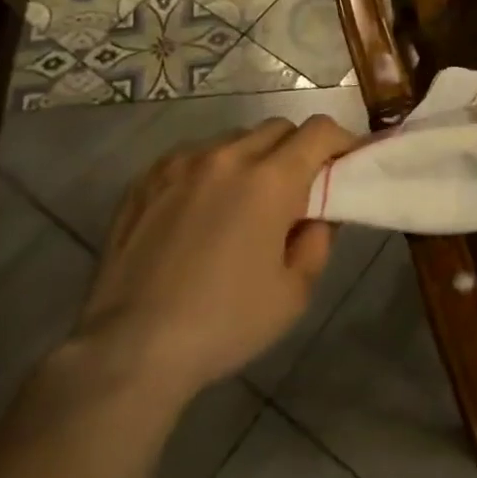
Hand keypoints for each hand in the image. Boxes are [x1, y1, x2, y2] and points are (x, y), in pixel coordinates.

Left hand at [69, 116, 358, 396]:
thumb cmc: (225, 323)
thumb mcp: (294, 292)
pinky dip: (213, 170)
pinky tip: (203, 210)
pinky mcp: (146, 179)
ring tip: (246, 202)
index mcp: (270, 180)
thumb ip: (318, 240)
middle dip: (299, 150)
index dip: (341, 141)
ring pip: (234, 140)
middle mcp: (227, 156)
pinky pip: (194, 156)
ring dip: (254, 158)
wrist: (130, 349)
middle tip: (299, 190)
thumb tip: (318, 213)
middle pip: (279, 128)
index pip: (319, 131)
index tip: (346, 165)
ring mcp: (181, 163)